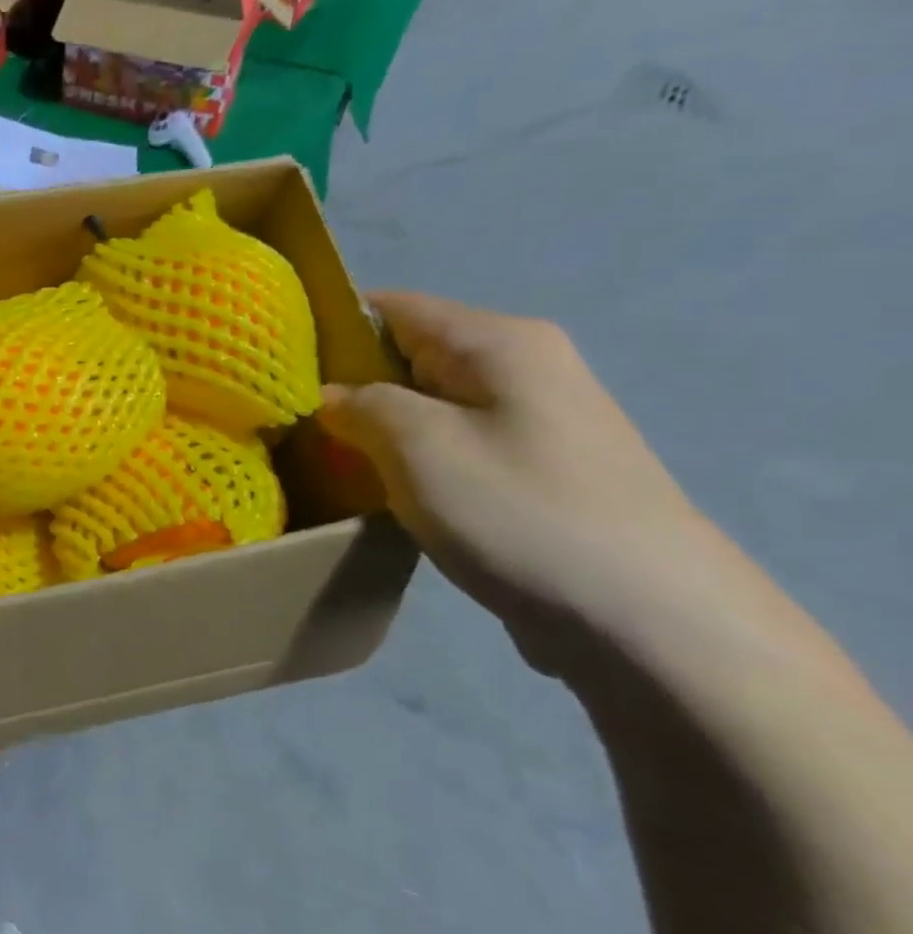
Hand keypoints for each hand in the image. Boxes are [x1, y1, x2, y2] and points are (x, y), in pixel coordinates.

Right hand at [319, 292, 710, 665]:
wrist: (655, 626)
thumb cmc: (522, 513)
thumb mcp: (417, 445)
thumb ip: (360, 404)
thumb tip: (332, 397)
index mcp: (497, 341)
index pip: (388, 307)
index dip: (328, 331)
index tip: (278, 372)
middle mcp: (523, 366)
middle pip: (408, 355)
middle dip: (350, 387)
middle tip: (297, 425)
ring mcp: (536, 421)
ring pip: (428, 406)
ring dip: (380, 430)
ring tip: (333, 461)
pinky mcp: (539, 472)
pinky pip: (455, 446)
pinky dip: (414, 461)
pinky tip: (386, 494)